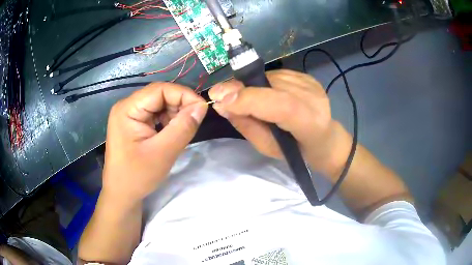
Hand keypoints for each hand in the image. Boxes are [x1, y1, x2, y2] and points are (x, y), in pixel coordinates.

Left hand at [102, 83, 207, 205]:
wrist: (122, 194)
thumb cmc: (137, 176)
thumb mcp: (163, 153)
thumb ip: (183, 127)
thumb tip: (202, 106)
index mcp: (127, 109)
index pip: (160, 89)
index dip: (184, 95)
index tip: (202, 109)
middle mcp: (127, 106)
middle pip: (159, 95)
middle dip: (179, 105)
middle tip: (193, 122)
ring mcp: (129, 114)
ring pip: (159, 104)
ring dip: (175, 113)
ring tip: (181, 130)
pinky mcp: (133, 123)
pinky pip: (155, 114)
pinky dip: (168, 120)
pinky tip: (171, 133)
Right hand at [208, 70, 350, 174]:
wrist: (325, 138)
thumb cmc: (296, 150)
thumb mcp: (268, 148)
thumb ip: (246, 126)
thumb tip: (221, 104)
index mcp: (310, 123)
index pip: (281, 105)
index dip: (249, 99)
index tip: (219, 98)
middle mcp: (314, 97)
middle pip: (273, 86)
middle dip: (240, 88)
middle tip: (219, 93)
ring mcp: (311, 84)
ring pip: (271, 77)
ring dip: (251, 86)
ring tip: (246, 99)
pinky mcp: (307, 76)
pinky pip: (276, 74)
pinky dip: (262, 83)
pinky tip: (264, 93)